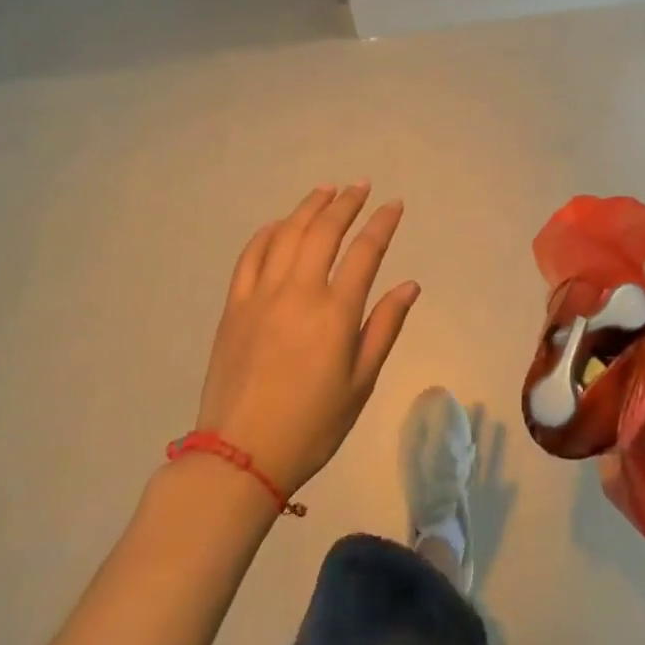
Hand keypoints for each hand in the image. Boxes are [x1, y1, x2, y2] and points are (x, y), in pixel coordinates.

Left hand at [194, 184, 419, 496]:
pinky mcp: (235, 306)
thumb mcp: (361, 382)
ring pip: (287, 233)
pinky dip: (267, 233)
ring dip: (309, 207)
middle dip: (346, 203)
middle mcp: (299, 291)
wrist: (240, 457)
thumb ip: (384, 326)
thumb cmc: (312, 424)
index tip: (394, 204)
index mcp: (335, 312)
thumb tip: (409, 285)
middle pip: (324, 231)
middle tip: (361, 186)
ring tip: (326, 191)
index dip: (382, 222)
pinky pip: (250, 256)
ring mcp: (262, 295)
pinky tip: (278, 224)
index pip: (365, 251)